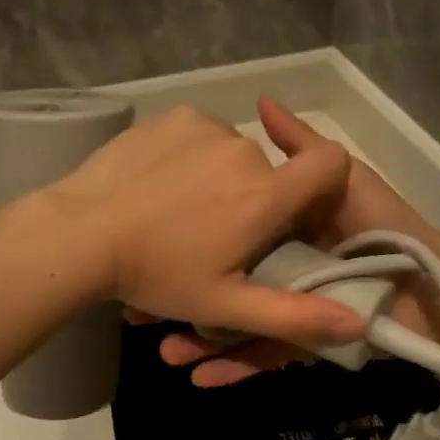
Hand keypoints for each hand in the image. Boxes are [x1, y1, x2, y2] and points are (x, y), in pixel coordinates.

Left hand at [40, 105, 367, 348]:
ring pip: (233, 154)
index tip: (297, 212)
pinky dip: (191, 156)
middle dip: (255, 200)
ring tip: (179, 213)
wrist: (80, 232)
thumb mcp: (226, 305)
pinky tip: (159, 185)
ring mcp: (206, 127)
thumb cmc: (157, 273)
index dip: (326, 183)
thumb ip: (295, 315)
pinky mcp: (174, 117)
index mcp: (265, 194)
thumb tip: (360, 322)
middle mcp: (245, 151)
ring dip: (220, 178)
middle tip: (213, 235)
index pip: (331, 162)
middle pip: (271, 172)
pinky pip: (201, 135)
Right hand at [158, 97, 439, 386]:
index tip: (153, 245)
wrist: (430, 286)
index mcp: (284, 232)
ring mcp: (293, 307)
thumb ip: (300, 146)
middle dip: (186, 299)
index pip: (228, 235)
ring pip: (237, 323)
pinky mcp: (307, 341)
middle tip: (141, 313)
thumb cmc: (382, 227)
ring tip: (167, 353)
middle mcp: (281, 269)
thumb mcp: (339, 177)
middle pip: (225, 282)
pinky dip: (234, 369)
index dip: (193, 240)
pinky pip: (265, 354)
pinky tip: (200, 378)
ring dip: (200, 342)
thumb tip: (262, 103)